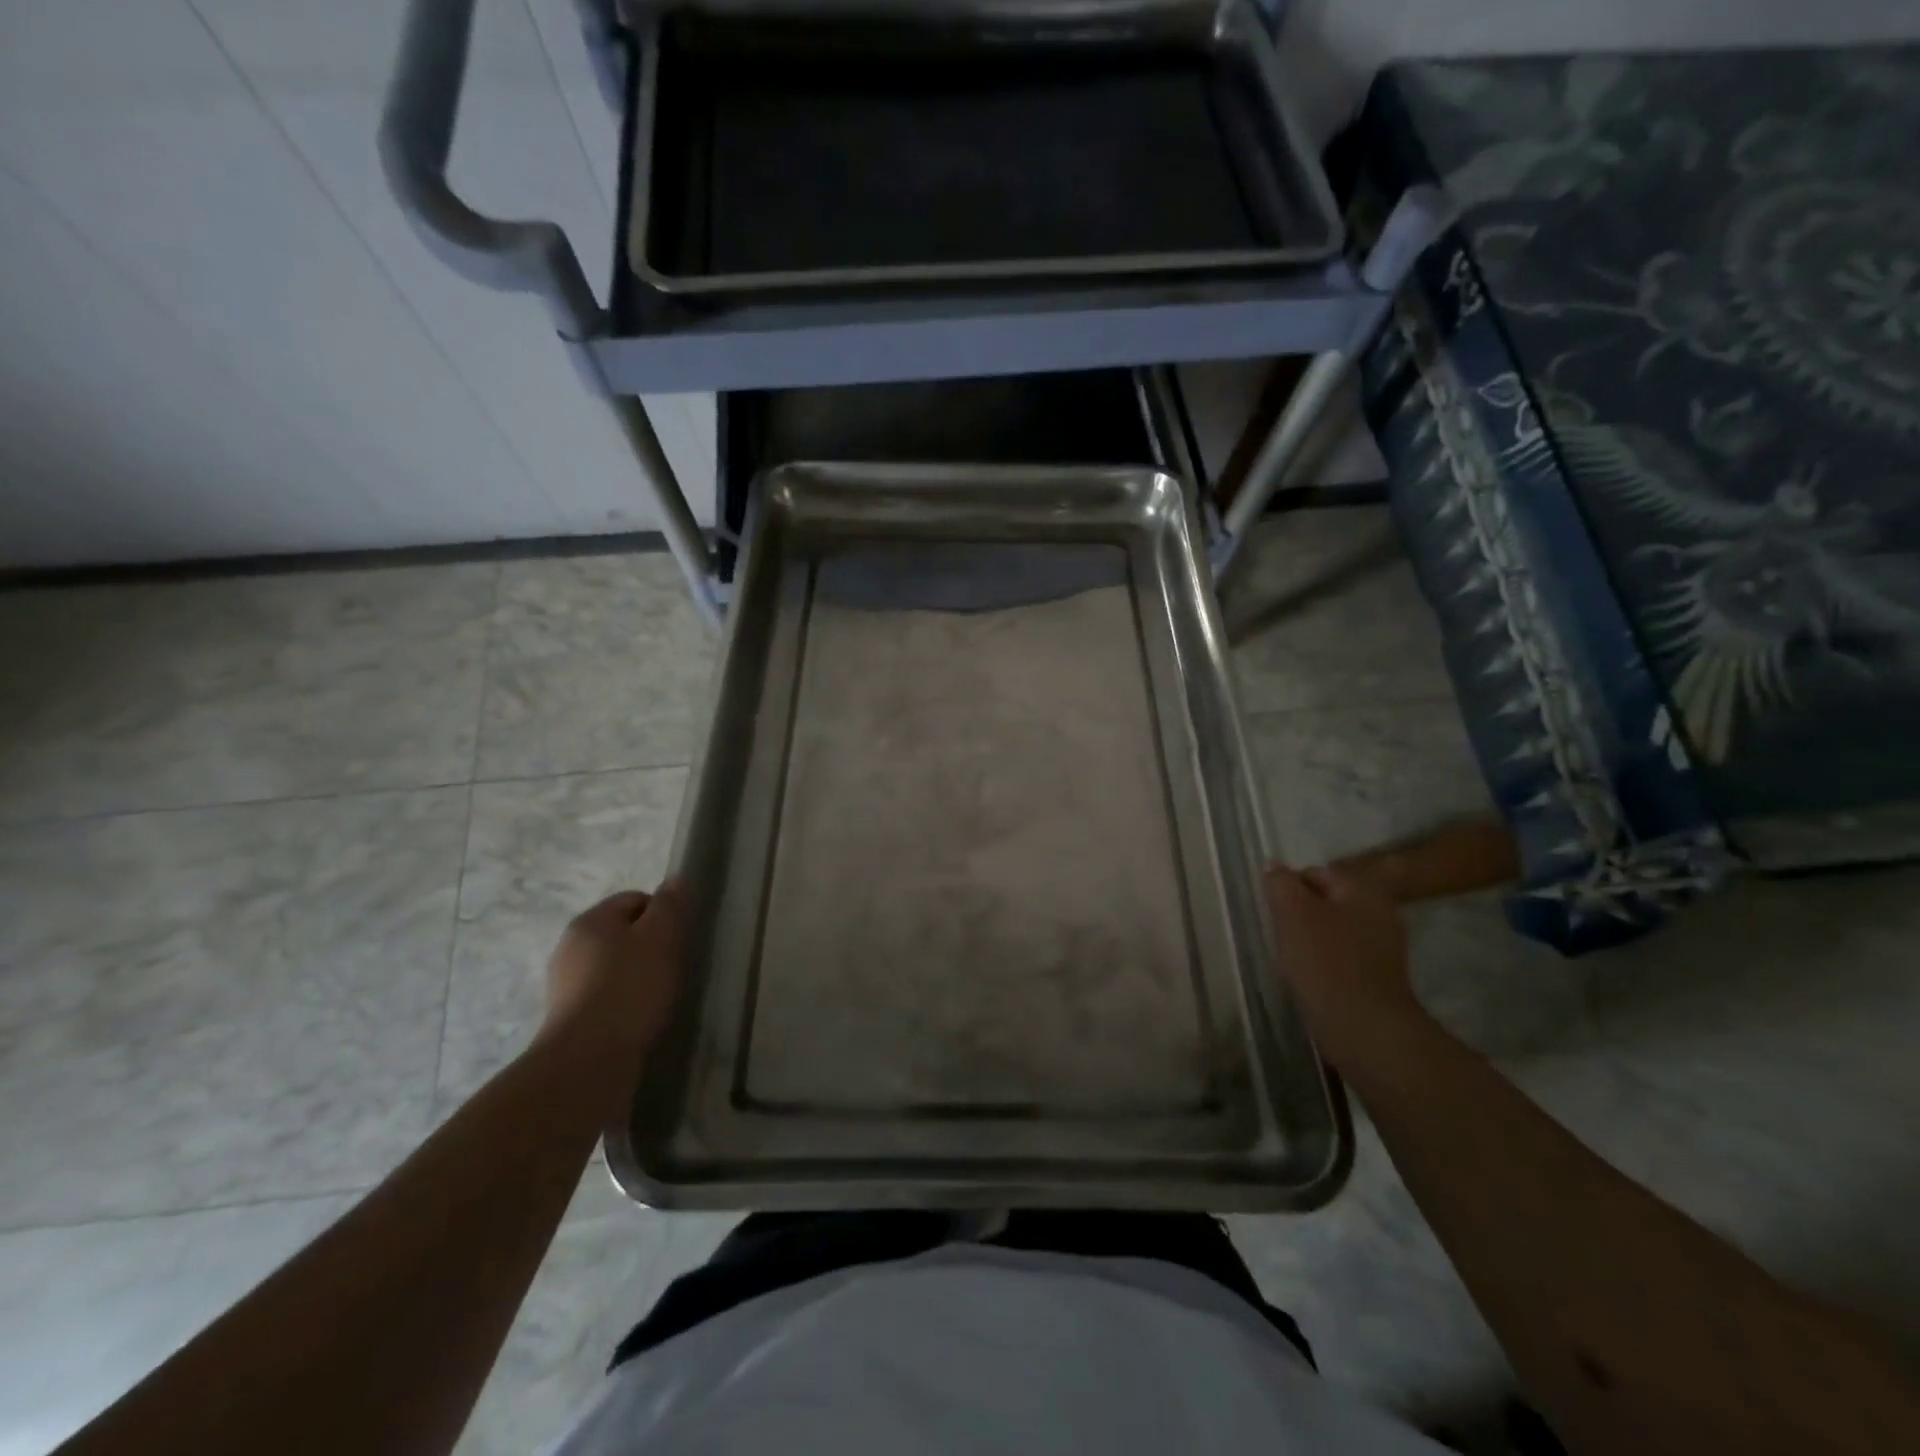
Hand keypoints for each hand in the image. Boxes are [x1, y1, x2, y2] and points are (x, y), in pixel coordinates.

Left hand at [538, 881, 688, 1090]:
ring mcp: (565, 984)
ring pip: (613, 966)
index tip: (680, 939)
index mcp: (590, 921)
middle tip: (673, 967)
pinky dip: (624, 1001)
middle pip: (622, 932)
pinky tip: (639, 1018)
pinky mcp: (568, 1017)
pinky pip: (605, 995)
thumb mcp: (662, 937)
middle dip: (650, 945)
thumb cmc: (630, 988)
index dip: (663, 914)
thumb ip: (670, 906)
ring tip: (658, 997)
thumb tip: (674, 881)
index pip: (635, 899)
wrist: (588, 1060)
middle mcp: (570, 946)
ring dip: (637, 975)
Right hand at [1263, 863, 1429, 1073]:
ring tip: (1292, 959)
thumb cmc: (1325, 961)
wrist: (1363, 1026)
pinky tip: (1311, 978)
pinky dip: (1326, 963)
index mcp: (1363, 889)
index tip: (1273, 912)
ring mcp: (1385, 947)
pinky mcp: (1380, 977)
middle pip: (1326, 902)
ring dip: (1311, 940)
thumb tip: (1275, 867)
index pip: (1315, 873)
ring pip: (1334, 931)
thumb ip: (1281, 883)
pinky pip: (1343, 958)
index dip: (1288, 889)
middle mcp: (1381, 912)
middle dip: (1300, 915)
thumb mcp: (1292, 912)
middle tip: (1280, 934)